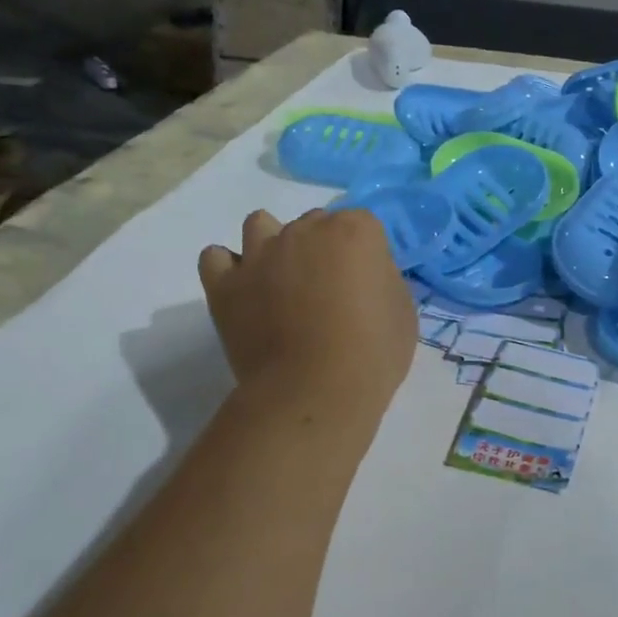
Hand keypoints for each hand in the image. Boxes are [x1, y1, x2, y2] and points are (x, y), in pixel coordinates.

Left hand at [198, 209, 415, 413]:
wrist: (315, 392)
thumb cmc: (372, 354)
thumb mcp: (402, 311)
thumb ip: (382, 278)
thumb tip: (363, 276)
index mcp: (354, 231)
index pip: (362, 224)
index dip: (366, 255)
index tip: (367, 285)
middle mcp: (304, 230)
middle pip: (313, 224)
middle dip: (321, 249)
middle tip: (328, 291)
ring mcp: (260, 253)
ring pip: (260, 225)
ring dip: (272, 244)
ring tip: (281, 281)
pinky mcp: (225, 284)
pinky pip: (215, 258)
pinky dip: (228, 269)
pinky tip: (244, 290)